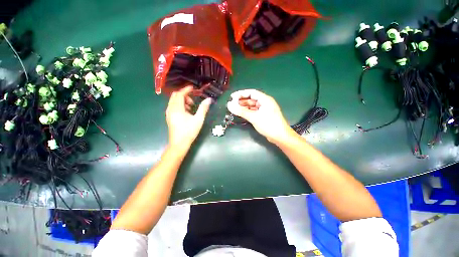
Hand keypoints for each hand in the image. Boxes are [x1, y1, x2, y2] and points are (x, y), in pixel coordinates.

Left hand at [166, 86, 211, 148]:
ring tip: (191, 107)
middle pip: (175, 96)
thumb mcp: (198, 119)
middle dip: (184, 95)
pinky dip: (180, 105)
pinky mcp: (169, 117)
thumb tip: (209, 99)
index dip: (186, 89)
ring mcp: (169, 113)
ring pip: (174, 101)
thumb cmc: (189, 131)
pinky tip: (187, 112)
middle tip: (193, 100)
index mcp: (177, 109)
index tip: (193, 88)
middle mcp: (170, 109)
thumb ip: (203, 108)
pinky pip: (173, 106)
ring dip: (182, 100)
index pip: (180, 94)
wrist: (179, 144)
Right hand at [227, 89, 292, 143]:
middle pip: (251, 99)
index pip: (251, 93)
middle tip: (232, 104)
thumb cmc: (268, 124)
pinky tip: (241, 113)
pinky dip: (247, 112)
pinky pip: (254, 111)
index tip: (232, 97)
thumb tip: (229, 105)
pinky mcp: (263, 115)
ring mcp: (264, 109)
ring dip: (244, 107)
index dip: (241, 94)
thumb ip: (241, 111)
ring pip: (252, 105)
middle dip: (241, 101)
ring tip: (235, 109)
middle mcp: (265, 102)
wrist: (280, 136)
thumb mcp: (254, 117)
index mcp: (265, 99)